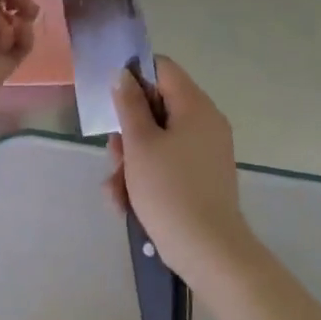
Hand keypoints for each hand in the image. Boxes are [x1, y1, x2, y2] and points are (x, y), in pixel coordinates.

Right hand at [104, 56, 253, 282]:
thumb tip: (124, 75)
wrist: (209, 251)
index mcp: (195, 106)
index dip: (134, 76)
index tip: (111, 99)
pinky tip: (126, 204)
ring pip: (158, 140)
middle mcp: (205, 123)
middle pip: (157, 107)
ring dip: (132, 161)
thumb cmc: (170, 190)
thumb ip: (129, 105)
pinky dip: (147, 178)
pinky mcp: (202, 177)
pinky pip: (169, 164)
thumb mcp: (140, 144)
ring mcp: (206, 152)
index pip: (163, 68)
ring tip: (116, 191)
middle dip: (129, 131)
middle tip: (113, 154)